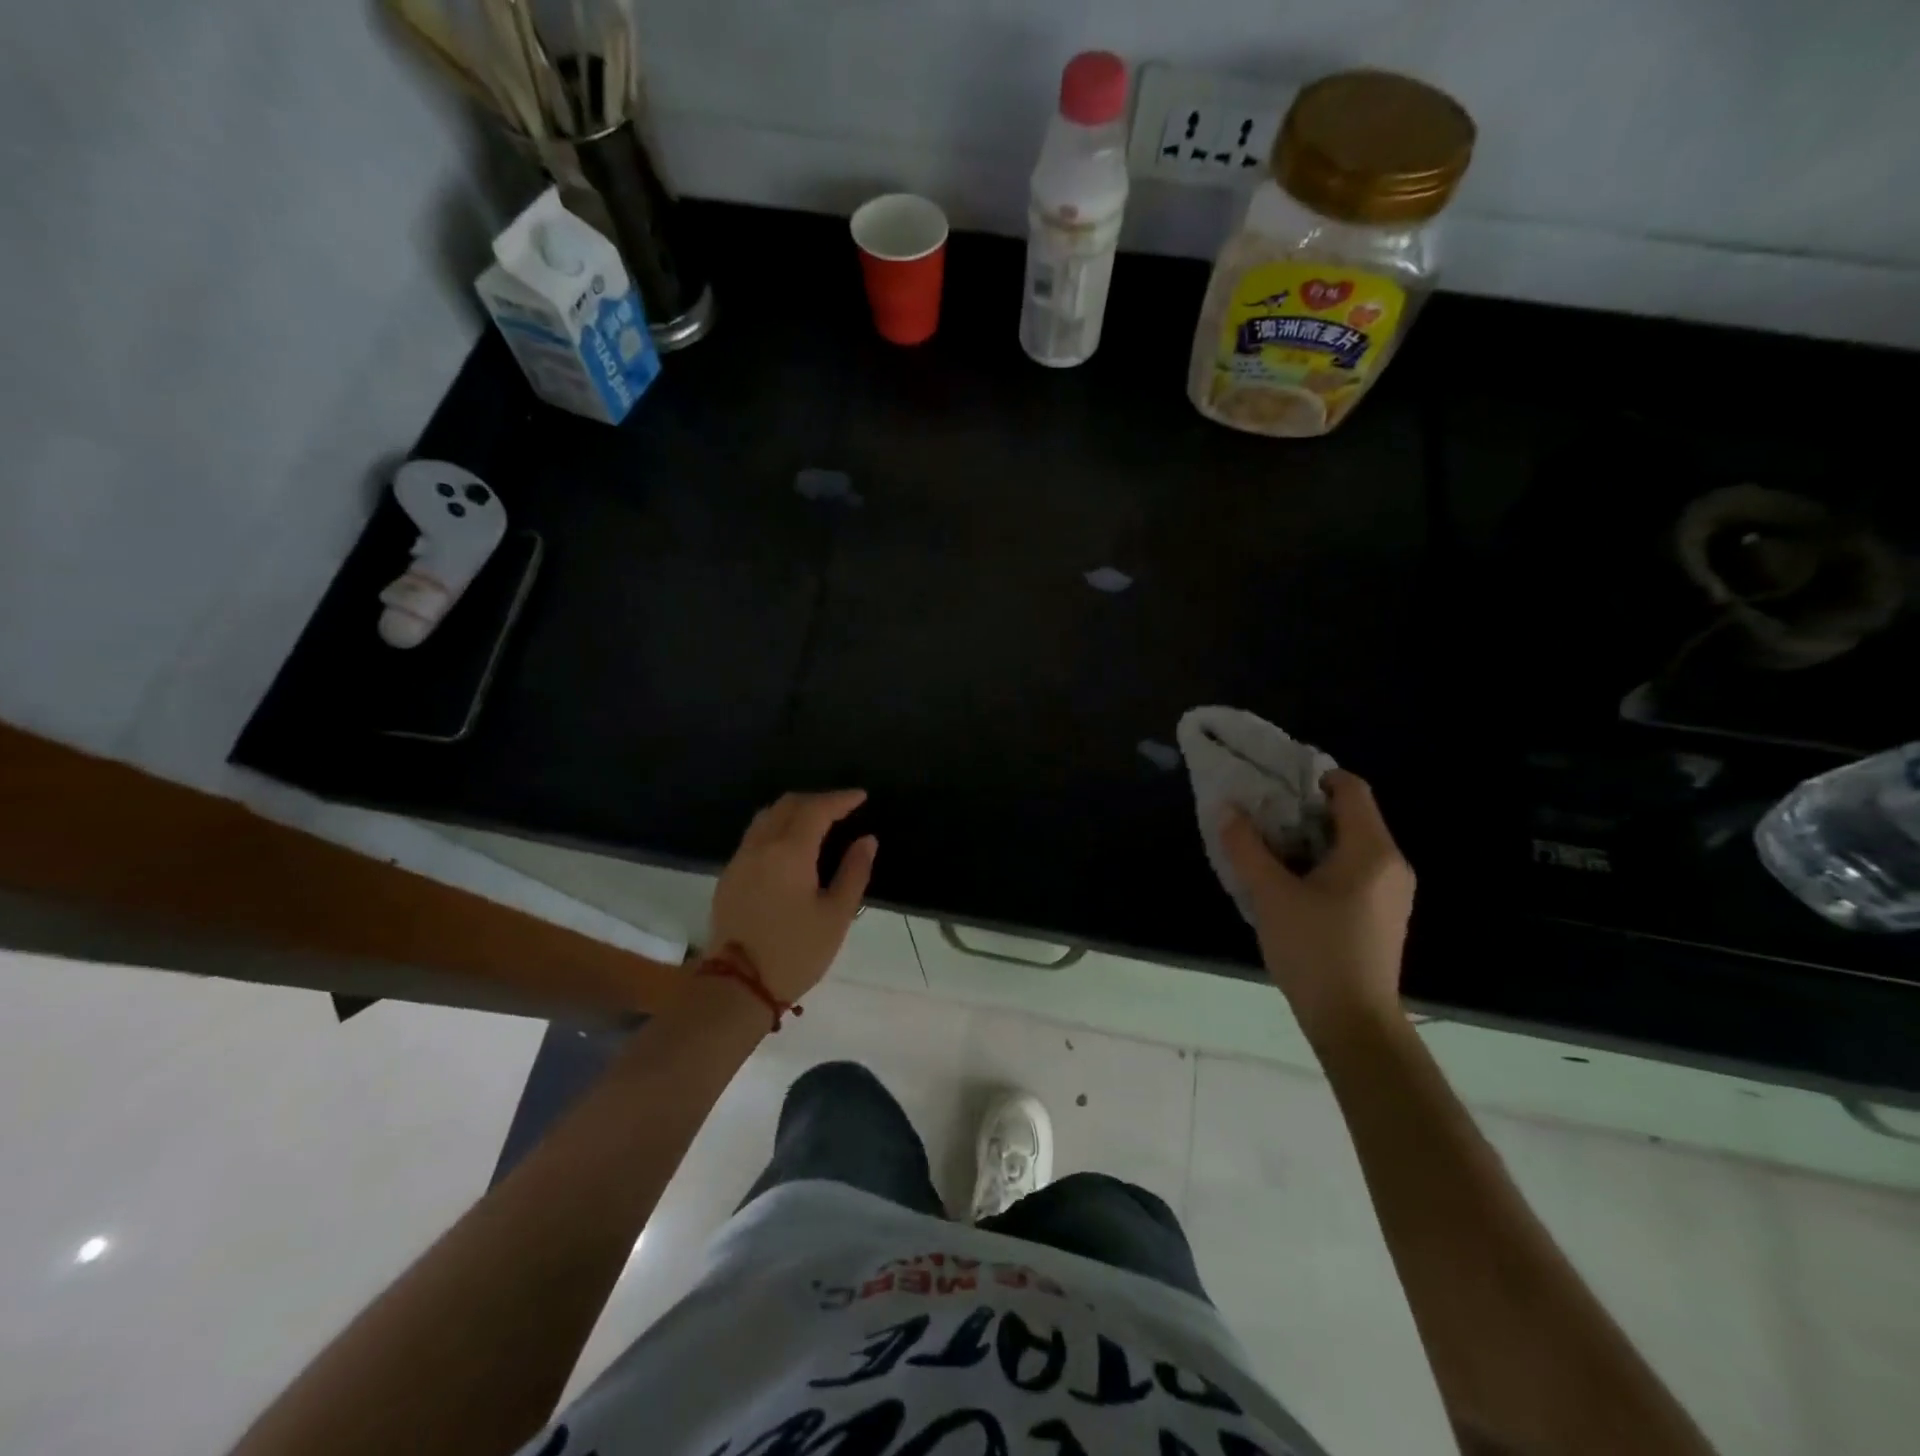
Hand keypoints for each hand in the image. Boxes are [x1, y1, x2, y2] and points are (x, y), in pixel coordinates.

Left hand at [708, 790, 877, 1001]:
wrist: (737, 986)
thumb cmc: (795, 952)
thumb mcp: (836, 915)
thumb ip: (854, 872)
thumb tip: (866, 840)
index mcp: (789, 851)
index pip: (817, 809)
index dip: (840, 799)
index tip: (860, 797)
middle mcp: (761, 846)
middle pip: (788, 805)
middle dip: (817, 800)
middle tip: (841, 808)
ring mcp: (740, 860)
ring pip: (767, 817)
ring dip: (793, 811)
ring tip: (816, 823)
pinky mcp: (729, 876)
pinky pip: (755, 836)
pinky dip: (776, 828)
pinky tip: (790, 846)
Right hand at [1219, 769, 1414, 1043]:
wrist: (1353, 1022)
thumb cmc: (1314, 950)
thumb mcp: (1269, 895)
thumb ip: (1246, 848)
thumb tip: (1227, 809)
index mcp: (1372, 850)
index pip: (1352, 788)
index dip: (1314, 777)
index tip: (1274, 788)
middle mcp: (1391, 864)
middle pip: (1351, 816)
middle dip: (1304, 812)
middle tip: (1262, 820)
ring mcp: (1393, 892)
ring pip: (1351, 846)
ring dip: (1311, 841)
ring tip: (1270, 853)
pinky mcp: (1384, 915)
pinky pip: (1355, 871)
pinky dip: (1324, 865)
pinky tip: (1292, 887)